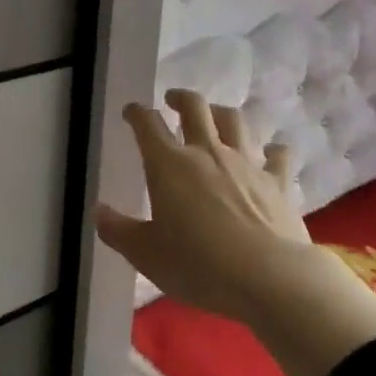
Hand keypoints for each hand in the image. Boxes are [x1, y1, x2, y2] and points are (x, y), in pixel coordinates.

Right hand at [92, 88, 302, 324]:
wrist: (268, 277)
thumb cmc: (198, 265)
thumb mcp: (146, 254)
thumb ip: (118, 230)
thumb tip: (98, 211)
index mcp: (169, 165)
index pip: (148, 125)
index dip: (137, 114)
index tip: (131, 112)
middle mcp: (207, 152)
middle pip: (194, 107)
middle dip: (180, 98)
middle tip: (172, 100)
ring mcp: (246, 162)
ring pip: (234, 120)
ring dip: (221, 113)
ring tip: (215, 116)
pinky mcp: (278, 180)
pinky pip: (277, 154)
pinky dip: (272, 150)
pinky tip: (271, 152)